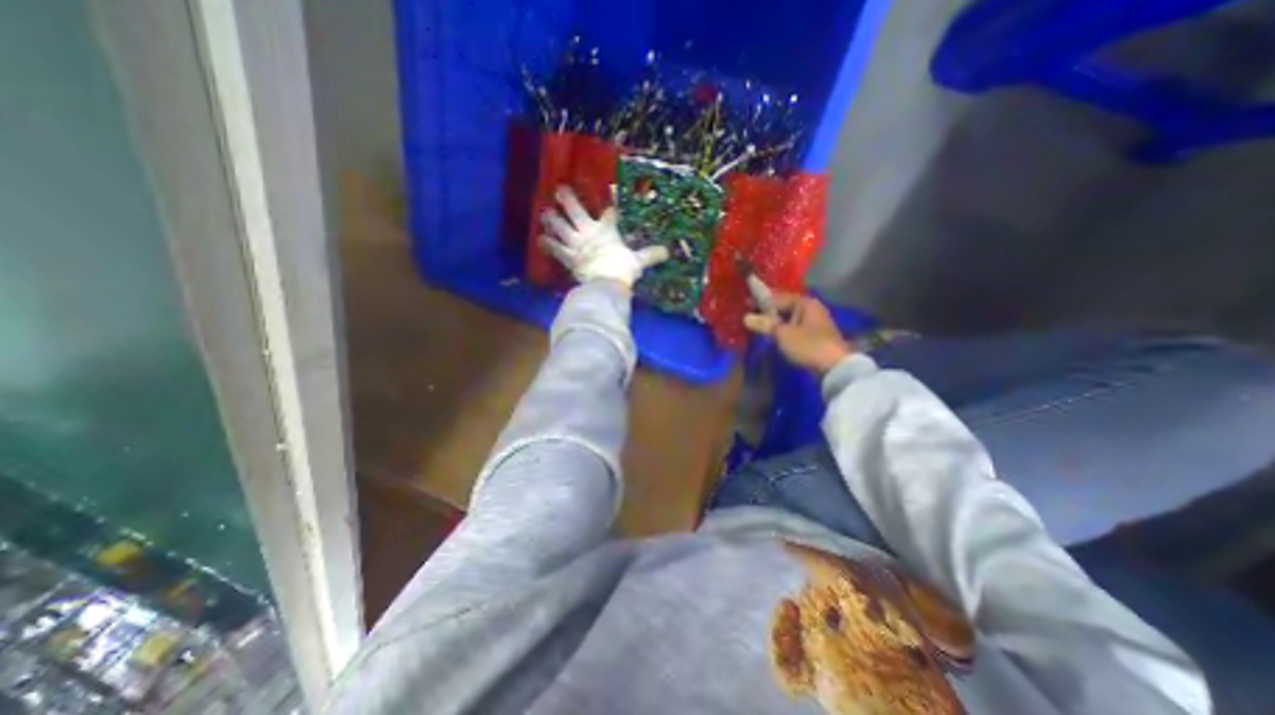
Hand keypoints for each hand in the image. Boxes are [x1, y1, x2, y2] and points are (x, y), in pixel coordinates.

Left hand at [536, 189, 667, 289]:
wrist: (606, 283)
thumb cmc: (623, 270)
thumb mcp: (638, 262)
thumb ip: (650, 255)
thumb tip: (668, 252)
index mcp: (607, 231)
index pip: (611, 213)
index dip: (612, 199)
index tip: (610, 187)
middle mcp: (588, 232)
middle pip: (576, 212)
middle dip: (568, 200)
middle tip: (559, 190)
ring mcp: (575, 244)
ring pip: (561, 227)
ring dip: (552, 219)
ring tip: (545, 212)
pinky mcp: (568, 257)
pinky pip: (555, 249)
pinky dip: (547, 245)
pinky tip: (540, 239)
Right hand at [745, 294, 850, 375]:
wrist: (835, 367)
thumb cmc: (808, 345)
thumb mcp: (782, 334)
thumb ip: (764, 324)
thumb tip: (746, 317)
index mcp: (804, 303)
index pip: (778, 297)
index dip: (761, 299)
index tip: (745, 302)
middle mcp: (810, 308)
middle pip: (784, 307)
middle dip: (767, 310)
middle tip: (749, 314)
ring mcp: (814, 323)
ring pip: (788, 318)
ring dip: (774, 321)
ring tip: (757, 325)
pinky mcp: (814, 336)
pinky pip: (793, 327)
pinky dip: (782, 329)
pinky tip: (772, 334)